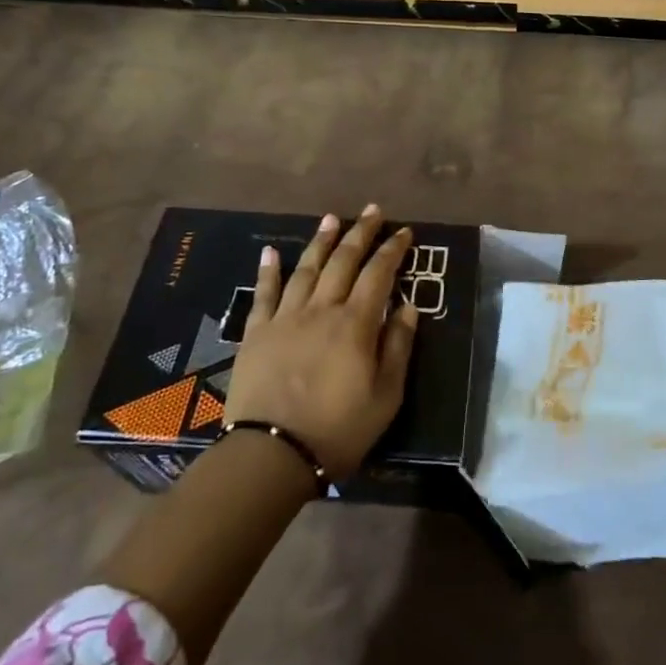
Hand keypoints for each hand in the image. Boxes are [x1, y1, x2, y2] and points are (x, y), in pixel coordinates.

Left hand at [222, 205, 418, 479]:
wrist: (272, 453)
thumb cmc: (338, 429)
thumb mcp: (386, 396)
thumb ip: (398, 347)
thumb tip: (409, 307)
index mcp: (356, 324)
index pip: (379, 275)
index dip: (392, 250)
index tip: (404, 232)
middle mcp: (321, 310)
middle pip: (343, 262)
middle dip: (360, 233)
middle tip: (372, 211)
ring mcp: (285, 318)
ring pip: (306, 269)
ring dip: (321, 241)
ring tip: (331, 218)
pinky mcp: (256, 333)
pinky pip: (263, 294)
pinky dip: (268, 271)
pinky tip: (271, 252)